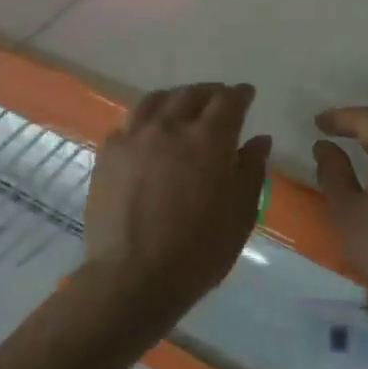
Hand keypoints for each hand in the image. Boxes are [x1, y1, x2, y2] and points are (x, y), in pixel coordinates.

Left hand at [81, 83, 271, 325]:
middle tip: (218, 99)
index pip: (228, 101)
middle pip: (191, 94)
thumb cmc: (199, 250)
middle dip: (209, 93)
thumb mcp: (241, 213)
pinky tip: (147, 132)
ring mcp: (134, 137)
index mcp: (208, 139)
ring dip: (175, 98)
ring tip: (181, 106)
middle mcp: (169, 127)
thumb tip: (259, 139)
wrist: (134, 276)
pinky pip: (128, 123)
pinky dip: (145, 120)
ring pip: (155, 100)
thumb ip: (251, 170)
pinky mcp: (108, 154)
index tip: (246, 94)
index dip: (240, 94)